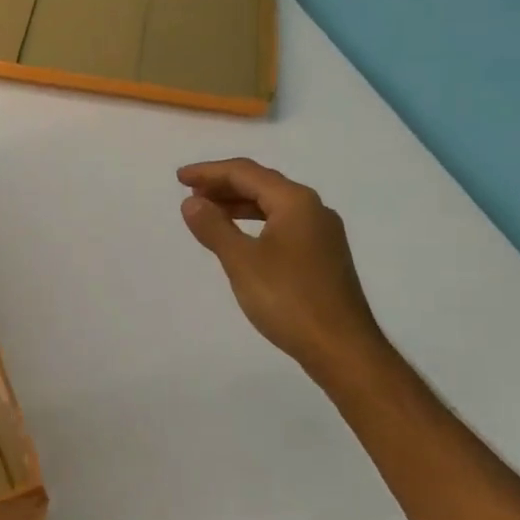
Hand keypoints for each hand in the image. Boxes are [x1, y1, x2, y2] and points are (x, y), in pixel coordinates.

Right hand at [177, 157, 386, 376]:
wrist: (341, 348)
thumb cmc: (289, 300)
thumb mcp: (242, 261)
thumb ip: (214, 227)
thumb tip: (191, 201)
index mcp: (295, 202)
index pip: (246, 173)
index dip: (209, 171)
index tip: (178, 178)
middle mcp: (313, 209)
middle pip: (262, 184)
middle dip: (223, 185)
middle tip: (190, 192)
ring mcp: (321, 233)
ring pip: (273, 205)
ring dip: (238, 204)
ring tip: (208, 212)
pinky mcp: (323, 255)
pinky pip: (282, 224)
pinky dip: (255, 222)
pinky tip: (240, 238)